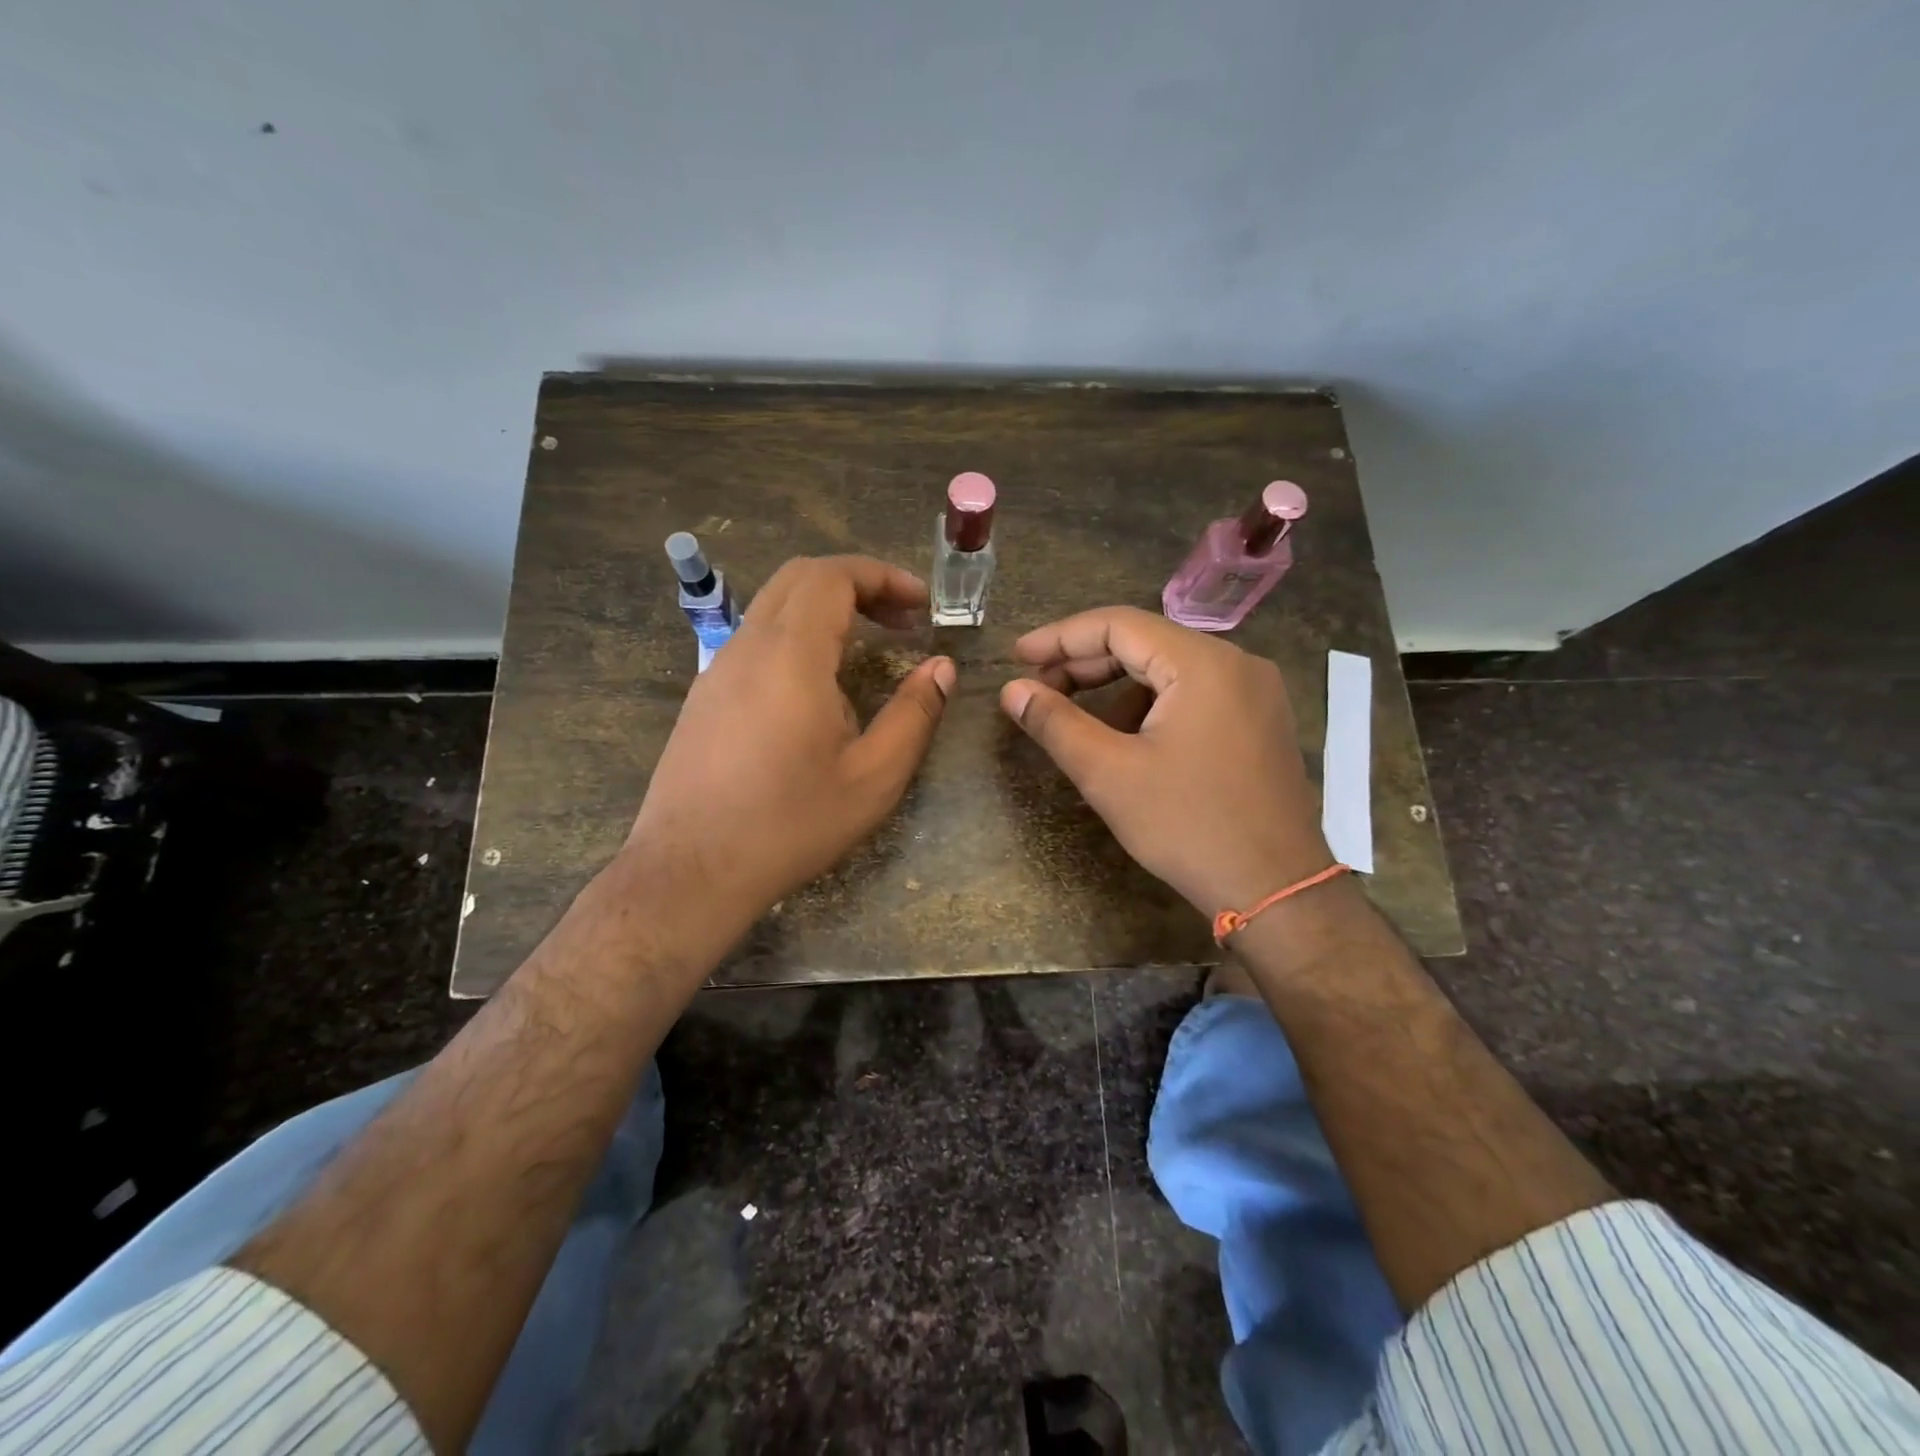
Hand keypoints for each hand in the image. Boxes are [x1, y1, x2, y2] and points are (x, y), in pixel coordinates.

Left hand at [626, 556, 954, 923]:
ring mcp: (718, 669)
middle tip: (901, 619)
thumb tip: (941, 668)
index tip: (921, 603)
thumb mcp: (873, 778)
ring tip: (868, 647)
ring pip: (774, 606)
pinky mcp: (704, 696)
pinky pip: (755, 639)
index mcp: (791, 656)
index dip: (883, 577)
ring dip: (826, 609)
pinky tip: (819, 686)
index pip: (833, 576)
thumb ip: (914, 715)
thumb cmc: (790, 824)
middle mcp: (747, 647)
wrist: (690, 870)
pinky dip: (797, 635)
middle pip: (800, 578)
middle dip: (857, 584)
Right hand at [1000, 607, 1331, 917]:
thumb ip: (1055, 723)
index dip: (1061, 637)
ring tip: (1077, 720)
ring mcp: (1255, 692)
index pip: (1118, 625)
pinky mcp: (1260, 722)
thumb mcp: (1109, 774)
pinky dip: (1152, 705)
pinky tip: (1127, 740)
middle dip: (1086, 663)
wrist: (1275, 891)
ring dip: (1117, 687)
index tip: (1017, 658)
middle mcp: (1236, 663)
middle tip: (1037, 688)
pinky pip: (1194, 694)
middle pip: (1146, 642)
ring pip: (1169, 670)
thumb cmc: (1188, 826)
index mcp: (1203, 663)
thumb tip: (1012, 690)